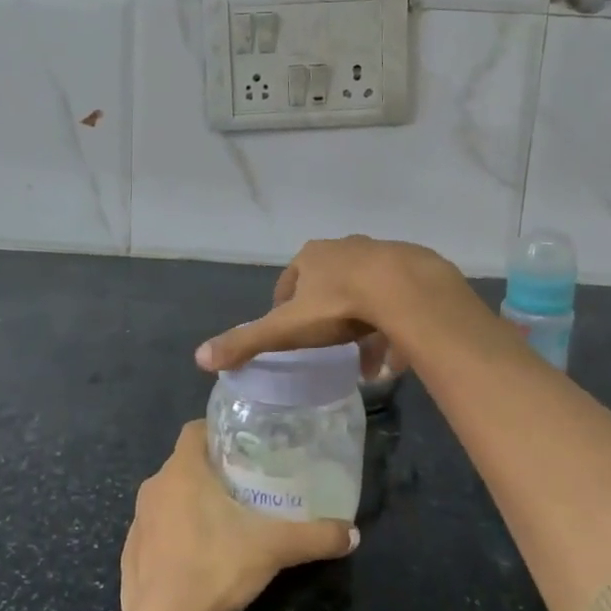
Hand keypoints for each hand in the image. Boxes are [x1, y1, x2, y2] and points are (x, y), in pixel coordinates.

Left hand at [121, 422, 356, 610]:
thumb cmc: (213, 566)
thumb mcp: (272, 548)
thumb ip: (313, 537)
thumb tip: (352, 533)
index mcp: (182, 470)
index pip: (195, 430)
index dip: (218, 432)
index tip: (244, 445)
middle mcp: (155, 485)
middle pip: (186, 464)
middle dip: (212, 471)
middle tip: (246, 485)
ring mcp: (139, 519)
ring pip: (170, 496)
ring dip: (192, 502)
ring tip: (225, 520)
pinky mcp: (130, 551)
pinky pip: (156, 529)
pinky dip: (175, 534)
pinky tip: (197, 556)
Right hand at [195, 236, 463, 374]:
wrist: (405, 290)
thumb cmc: (339, 305)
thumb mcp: (286, 328)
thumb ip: (246, 342)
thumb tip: (199, 358)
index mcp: (311, 257)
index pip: (289, 282)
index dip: (285, 308)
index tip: (290, 334)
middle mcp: (344, 248)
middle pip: (329, 285)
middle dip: (326, 318)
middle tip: (329, 349)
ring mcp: (381, 254)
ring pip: (365, 294)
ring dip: (362, 326)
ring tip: (366, 362)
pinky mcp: (412, 268)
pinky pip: (396, 302)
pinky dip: (392, 327)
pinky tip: (395, 357)